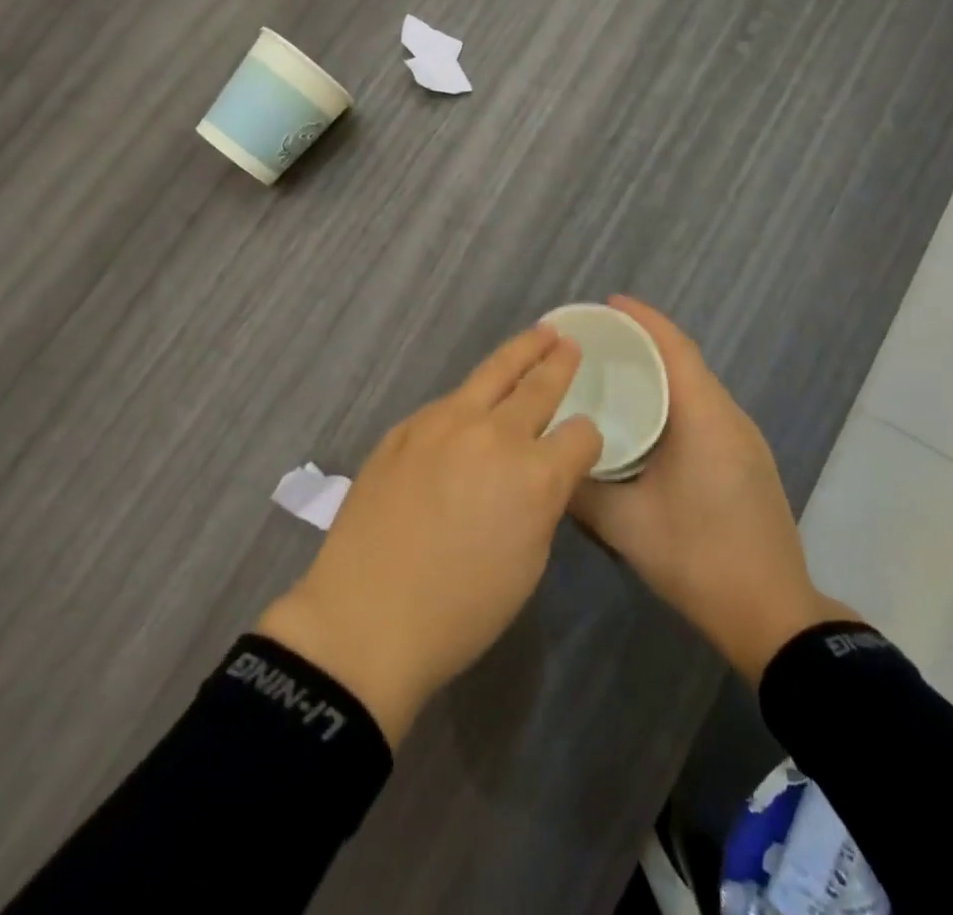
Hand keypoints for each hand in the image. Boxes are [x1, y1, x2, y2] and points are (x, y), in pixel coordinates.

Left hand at [257, 326, 603, 745]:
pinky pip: (448, 402)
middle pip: (537, 385)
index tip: (583, 440)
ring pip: (490, 374)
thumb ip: (540, 503)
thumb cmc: (460, 611)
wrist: (366, 616)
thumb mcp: (527, 563)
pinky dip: (470, 396)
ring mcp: (443, 423)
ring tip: (536, 337)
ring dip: (518, 355)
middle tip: (568, 341)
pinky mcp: (405, 427)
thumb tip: (538, 475)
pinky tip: (472, 401)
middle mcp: (493, 434)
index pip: (581, 435)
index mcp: (534, 475)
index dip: (587, 438)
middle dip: (558, 362)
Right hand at [573, 296, 848, 683]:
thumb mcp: (625, 525)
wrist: (772, 616)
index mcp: (705, 419)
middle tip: (596, 338)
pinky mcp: (747, 460)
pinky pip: (705, 409)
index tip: (608, 302)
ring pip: (697, 386)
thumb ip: (580, 488)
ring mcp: (744, 440)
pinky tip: (646, 417)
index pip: (676, 349)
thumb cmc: (698, 559)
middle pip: (686, 360)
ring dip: (660, 370)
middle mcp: (730, 418)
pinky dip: (673, 396)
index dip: (644, 319)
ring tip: (614, 370)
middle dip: (644, 340)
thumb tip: (547, 459)